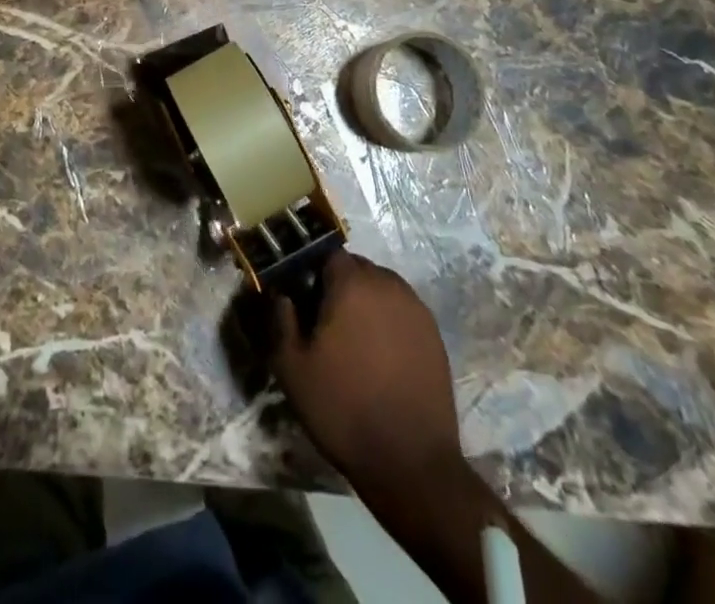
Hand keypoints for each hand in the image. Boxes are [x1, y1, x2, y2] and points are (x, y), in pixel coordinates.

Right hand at [272, 253, 463, 491]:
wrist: (410, 461)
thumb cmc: (343, 408)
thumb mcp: (292, 368)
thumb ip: (281, 319)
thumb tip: (282, 293)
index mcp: (351, 283)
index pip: (328, 254)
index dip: (313, 272)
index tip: (304, 299)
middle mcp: (387, 284)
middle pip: (357, 268)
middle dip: (340, 285)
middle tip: (327, 322)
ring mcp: (415, 308)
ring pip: (382, 288)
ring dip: (366, 302)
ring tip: (355, 340)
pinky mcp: (434, 334)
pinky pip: (403, 311)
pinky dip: (389, 322)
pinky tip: (382, 356)